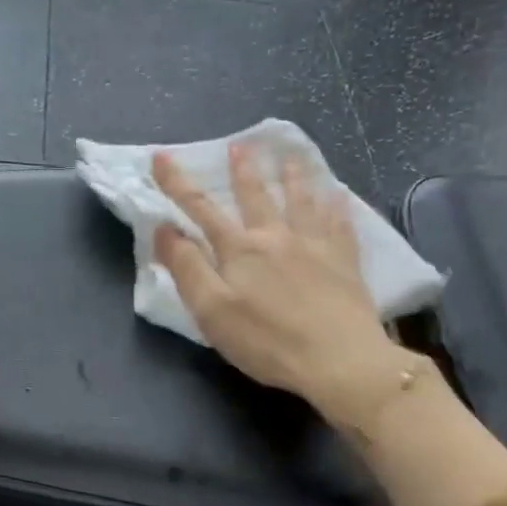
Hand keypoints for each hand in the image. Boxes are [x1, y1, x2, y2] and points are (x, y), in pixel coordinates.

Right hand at [152, 145, 415, 417]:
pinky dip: (337, 205)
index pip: (200, 209)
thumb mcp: (211, 310)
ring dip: (293, 176)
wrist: (338, 360)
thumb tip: (164, 229)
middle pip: (256, 196)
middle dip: (243, 170)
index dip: (177, 183)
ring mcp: (315, 246)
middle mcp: (276, 237)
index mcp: (239, 249)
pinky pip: (341, 224)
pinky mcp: (345, 262)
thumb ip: (186, 268)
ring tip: (291, 156)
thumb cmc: (266, 340)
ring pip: (302, 201)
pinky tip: (339, 193)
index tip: (161, 157)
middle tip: (240, 145)